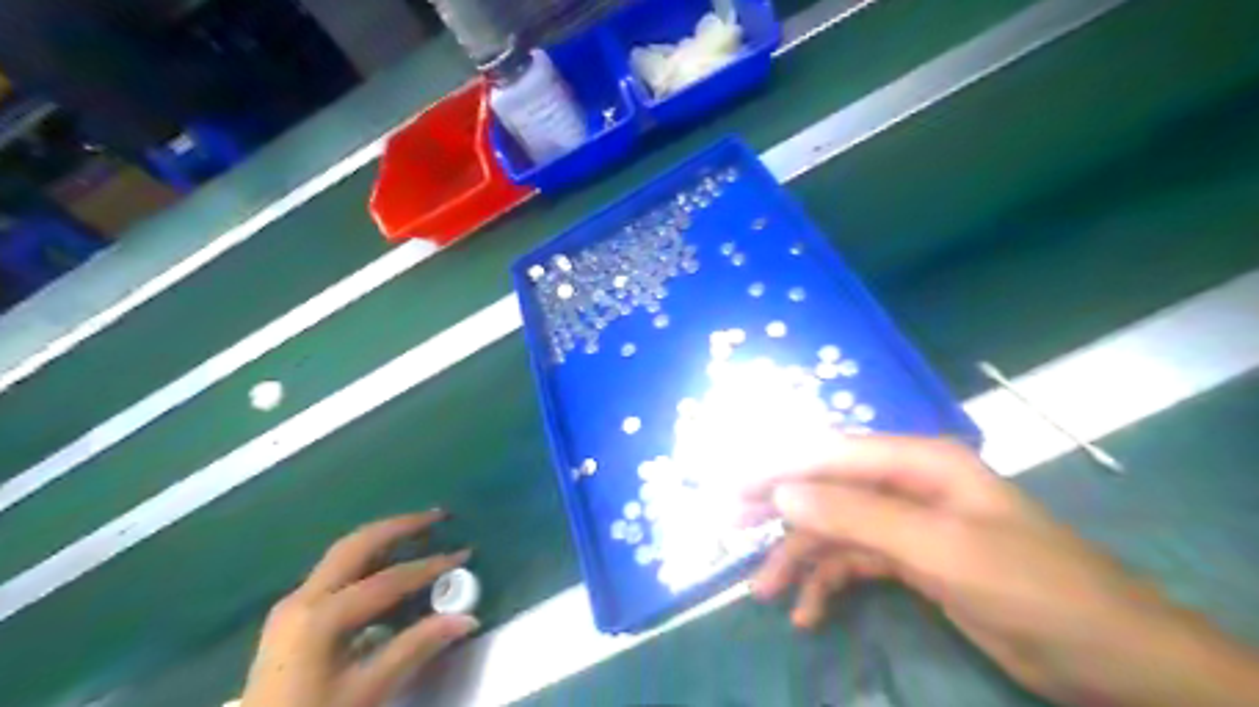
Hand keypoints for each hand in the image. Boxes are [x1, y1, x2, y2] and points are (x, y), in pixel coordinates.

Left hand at [241, 511, 476, 706]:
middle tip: (436, 516)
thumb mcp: (366, 691)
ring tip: (416, 531)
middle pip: (357, 546)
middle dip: (399, 526)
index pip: (389, 580)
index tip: (464, 553)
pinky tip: (384, 566)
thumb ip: (415, 648)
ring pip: (342, 554)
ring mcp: (291, 606)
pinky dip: (365, 559)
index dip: (430, 566)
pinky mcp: (289, 618)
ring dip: (381, 538)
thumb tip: (466, 618)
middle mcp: (303, 598)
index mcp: (322, 616)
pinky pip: (333, 572)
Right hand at [741, 435, 1258, 705]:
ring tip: (765, 592)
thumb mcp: (940, 552)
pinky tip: (809, 613)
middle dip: (779, 508)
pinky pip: (856, 563)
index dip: (777, 467)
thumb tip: (782, 493)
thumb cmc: (1034, 590)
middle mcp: (908, 484)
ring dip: (799, 559)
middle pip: (828, 487)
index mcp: (918, 463)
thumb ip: (857, 517)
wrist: (1115, 661)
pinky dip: (829, 584)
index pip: (831, 453)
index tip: (732, 486)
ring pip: (837, 530)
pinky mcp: (914, 561)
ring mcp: (910, 524)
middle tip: (730, 527)